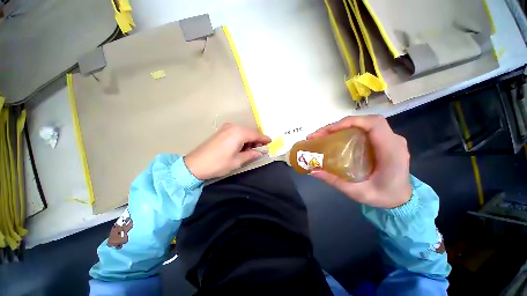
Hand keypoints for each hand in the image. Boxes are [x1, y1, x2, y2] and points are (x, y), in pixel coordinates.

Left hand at [184, 123, 270, 179]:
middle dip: (256, 140)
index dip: (264, 139)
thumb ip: (251, 155)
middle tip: (260, 149)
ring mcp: (226, 128)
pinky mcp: (221, 131)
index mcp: (239, 133)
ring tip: (250, 150)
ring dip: (248, 140)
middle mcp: (233, 127)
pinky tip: (241, 147)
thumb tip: (259, 152)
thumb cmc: (219, 163)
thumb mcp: (237, 161)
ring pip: (243, 132)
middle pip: (249, 132)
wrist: (195, 164)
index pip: (256, 134)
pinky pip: (236, 133)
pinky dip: (241, 139)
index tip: (271, 142)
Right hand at [308, 115, 411, 208]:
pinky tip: (336, 137)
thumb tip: (313, 171)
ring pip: (364, 123)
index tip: (330, 130)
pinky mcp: (383, 141)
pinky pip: (364, 129)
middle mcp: (393, 140)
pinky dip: (348, 130)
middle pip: (365, 121)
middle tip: (320, 134)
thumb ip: (335, 181)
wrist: (401, 199)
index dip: (351, 122)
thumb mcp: (357, 192)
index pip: (374, 124)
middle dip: (340, 124)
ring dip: (342, 126)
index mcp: (391, 151)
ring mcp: (389, 139)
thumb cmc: (383, 197)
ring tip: (323, 135)